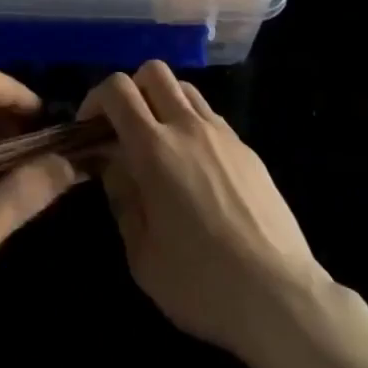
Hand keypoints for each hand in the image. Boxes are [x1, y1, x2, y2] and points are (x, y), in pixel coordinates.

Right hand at [80, 61, 325, 362]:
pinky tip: (195, 166)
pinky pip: (210, 116)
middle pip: (153, 71)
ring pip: (184, 88)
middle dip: (131, 89)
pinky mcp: (246, 148)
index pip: (117, 89)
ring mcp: (221, 133)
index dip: (95, 98)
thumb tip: (113, 165)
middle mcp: (187, 126)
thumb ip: (122, 199)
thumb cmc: (201, 283)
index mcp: (154, 148)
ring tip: (160, 143)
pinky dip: (192, 124)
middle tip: (124, 128)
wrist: (279, 295)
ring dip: (163, 101)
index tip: (89, 127)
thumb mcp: (143, 255)